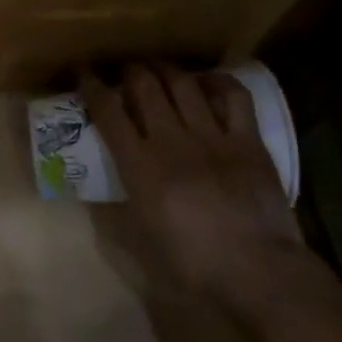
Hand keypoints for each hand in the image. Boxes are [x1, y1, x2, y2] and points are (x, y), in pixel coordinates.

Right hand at [81, 64, 301, 307]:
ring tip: (159, 68)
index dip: (90, 85)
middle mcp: (171, 141)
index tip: (83, 72)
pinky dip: (217, 81)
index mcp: (140, 166)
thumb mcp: (141, 237)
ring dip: (165, 69)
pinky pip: (233, 96)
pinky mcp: (247, 141)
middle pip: (144, 86)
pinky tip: (207, 82)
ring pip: (183, 84)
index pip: (107, 111)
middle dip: (130, 70)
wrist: (259, 273)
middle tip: (125, 71)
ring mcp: (212, 137)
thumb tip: (107, 187)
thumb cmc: (193, 264)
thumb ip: (122, 204)